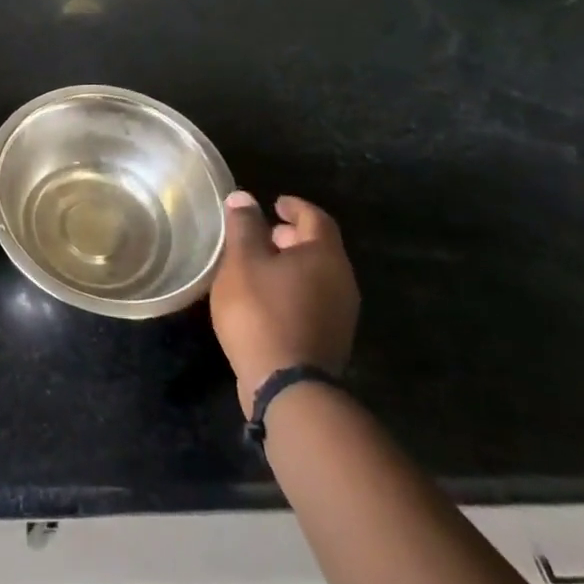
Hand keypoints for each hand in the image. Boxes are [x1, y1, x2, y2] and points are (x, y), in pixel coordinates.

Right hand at [210, 191, 358, 415]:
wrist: (286, 386)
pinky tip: (265, 297)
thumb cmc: (261, 312)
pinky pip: (313, 298)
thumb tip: (244, 197)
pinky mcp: (330, 338)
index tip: (274, 203)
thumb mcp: (242, 262)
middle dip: (290, 236)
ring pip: (316, 275)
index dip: (294, 206)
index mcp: (324, 257)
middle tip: (260, 233)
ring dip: (289, 264)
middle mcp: (342, 281)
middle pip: (319, 247)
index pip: (316, 218)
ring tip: (256, 265)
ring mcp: (340, 313)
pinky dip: (292, 287)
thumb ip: (243, 226)